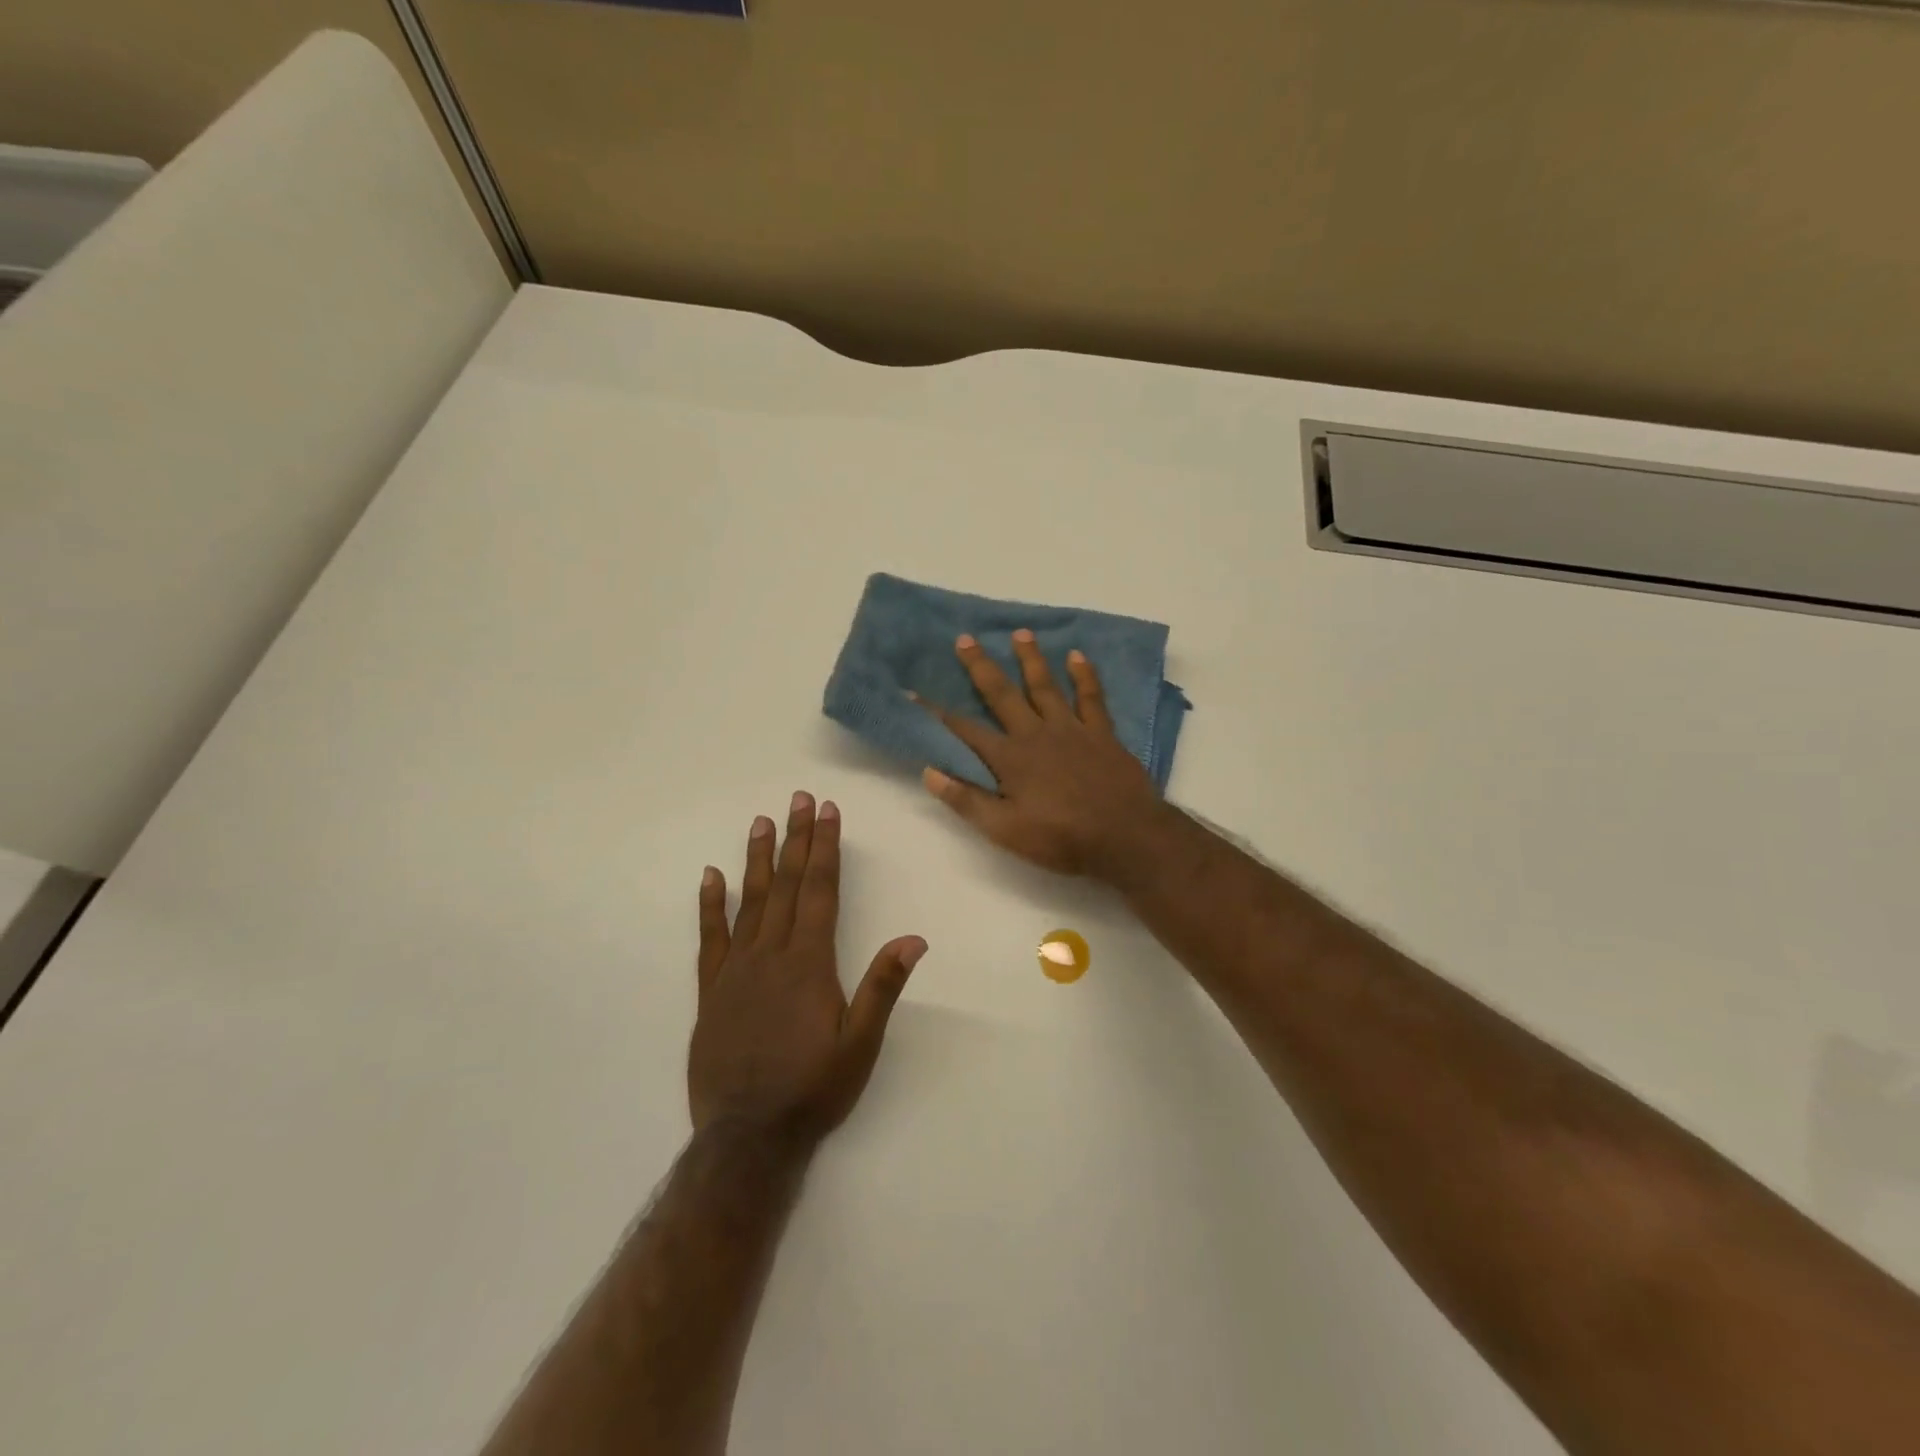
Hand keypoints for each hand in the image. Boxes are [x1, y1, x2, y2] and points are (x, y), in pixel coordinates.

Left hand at [689, 793, 927, 1144]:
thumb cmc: (812, 1089)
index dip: (825, 848)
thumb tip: (913, 938)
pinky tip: (711, 877)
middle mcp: (771, 955)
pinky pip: (710, 938)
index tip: (828, 812)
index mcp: (809, 963)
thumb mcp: (860, 1045)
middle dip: (797, 839)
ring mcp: (736, 970)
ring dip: (758, 859)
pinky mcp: (711, 990)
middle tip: (799, 799)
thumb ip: (882, 987)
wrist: (747, 1138)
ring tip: (762, 822)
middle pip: (787, 885)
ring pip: (750, 901)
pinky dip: (710, 905)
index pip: (820, 891)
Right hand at [917, 631, 1165, 877]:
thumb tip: (929, 772)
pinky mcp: (1102, 733)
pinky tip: (1077, 655)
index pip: (965, 731)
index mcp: (1009, 758)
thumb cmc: (1061, 838)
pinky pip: (1091, 697)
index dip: (938, 713)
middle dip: (981, 666)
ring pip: (1045, 686)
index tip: (916, 691)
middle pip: (1002, 694)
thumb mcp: (1005, 831)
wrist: (1126, 836)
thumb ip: (967, 801)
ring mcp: (1071, 729)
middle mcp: (1036, 734)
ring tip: (1020, 633)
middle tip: (965, 638)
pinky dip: (1084, 675)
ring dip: (1031, 658)